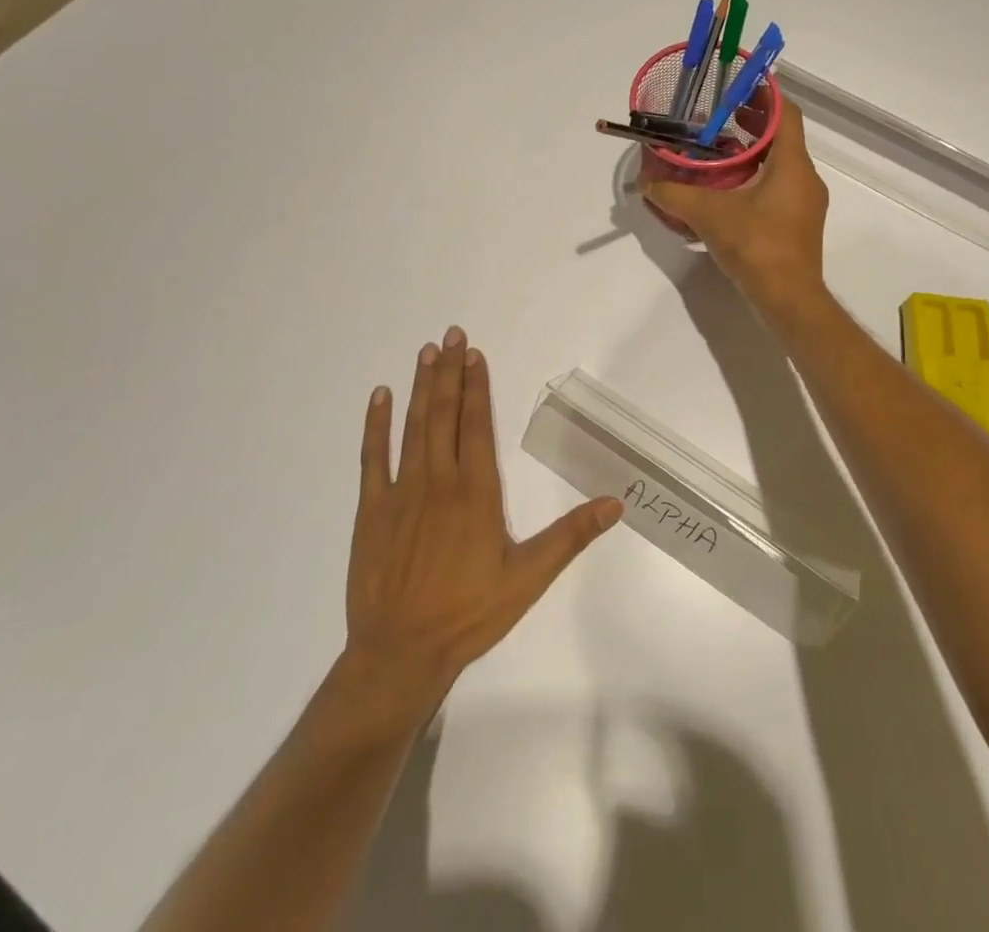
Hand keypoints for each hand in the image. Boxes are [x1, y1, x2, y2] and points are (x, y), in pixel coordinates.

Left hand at [318, 328, 622, 745]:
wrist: (399, 654)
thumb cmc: (469, 614)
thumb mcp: (529, 578)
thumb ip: (571, 536)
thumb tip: (616, 502)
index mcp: (476, 493)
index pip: (477, 426)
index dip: (477, 387)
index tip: (475, 354)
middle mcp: (439, 482)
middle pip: (444, 415)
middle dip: (449, 372)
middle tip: (451, 334)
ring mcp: (401, 493)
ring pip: (413, 427)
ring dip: (421, 387)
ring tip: (426, 352)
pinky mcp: (372, 510)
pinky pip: (372, 458)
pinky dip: (375, 425)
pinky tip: (380, 397)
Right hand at [643, 101, 829, 319]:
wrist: (789, 300)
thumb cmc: (757, 246)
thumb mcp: (708, 215)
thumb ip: (674, 195)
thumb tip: (646, 183)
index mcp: (792, 164)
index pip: (787, 113)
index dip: (765, 94)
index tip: (738, 86)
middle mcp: (805, 178)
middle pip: (782, 137)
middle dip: (752, 124)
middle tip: (717, 117)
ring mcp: (804, 204)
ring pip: (780, 165)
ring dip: (752, 153)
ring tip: (717, 150)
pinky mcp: (797, 226)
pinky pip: (778, 188)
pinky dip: (755, 179)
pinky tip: (727, 191)